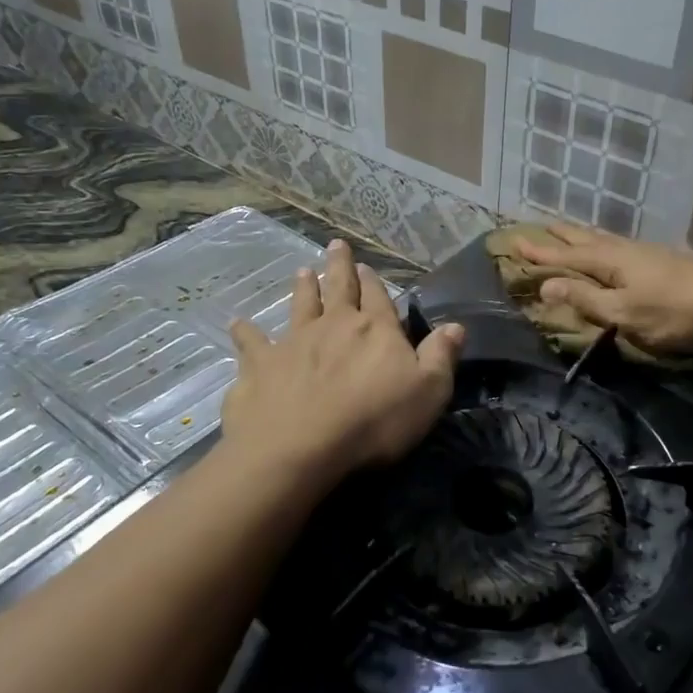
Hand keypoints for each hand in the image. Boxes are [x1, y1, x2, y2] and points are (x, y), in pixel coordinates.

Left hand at [222, 239, 464, 483]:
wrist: (301, 447)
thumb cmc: (374, 421)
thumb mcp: (428, 392)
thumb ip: (441, 356)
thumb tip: (455, 326)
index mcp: (375, 330)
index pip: (378, 298)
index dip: (374, 282)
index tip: (366, 266)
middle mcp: (334, 326)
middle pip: (338, 289)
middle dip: (338, 267)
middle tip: (335, 245)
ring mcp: (293, 342)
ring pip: (299, 306)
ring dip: (302, 288)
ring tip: (302, 271)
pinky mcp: (260, 365)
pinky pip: (252, 342)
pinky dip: (245, 332)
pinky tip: (237, 323)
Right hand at [514, 223, 692, 353]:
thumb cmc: (674, 311)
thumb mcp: (624, 313)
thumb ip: (586, 299)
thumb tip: (545, 285)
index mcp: (609, 261)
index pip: (566, 256)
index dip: (541, 253)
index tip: (515, 243)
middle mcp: (623, 250)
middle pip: (584, 239)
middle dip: (559, 236)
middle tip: (538, 227)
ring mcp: (645, 253)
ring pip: (603, 239)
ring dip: (580, 236)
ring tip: (567, 231)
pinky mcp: (661, 260)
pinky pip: (617, 245)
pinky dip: (601, 243)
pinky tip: (611, 248)